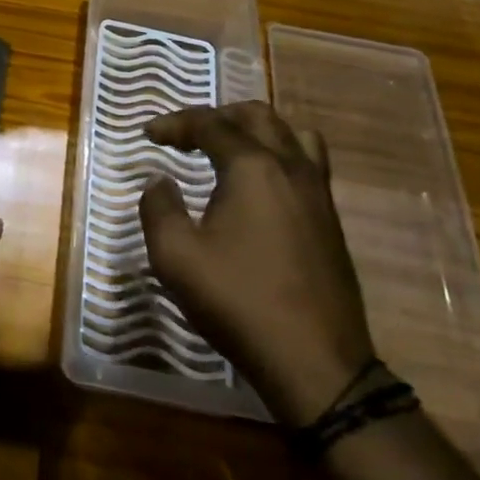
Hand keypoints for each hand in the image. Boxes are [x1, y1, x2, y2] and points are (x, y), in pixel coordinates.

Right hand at [140, 102, 373, 425]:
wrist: (316, 363)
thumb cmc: (239, 302)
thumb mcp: (175, 256)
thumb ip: (158, 208)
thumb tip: (160, 183)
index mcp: (253, 168)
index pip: (210, 124)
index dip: (174, 123)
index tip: (148, 135)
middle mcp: (291, 168)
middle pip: (257, 116)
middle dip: (217, 116)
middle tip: (187, 135)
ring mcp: (318, 194)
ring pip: (293, 135)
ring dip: (255, 131)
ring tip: (230, 149)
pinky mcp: (331, 221)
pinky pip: (307, 164)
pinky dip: (278, 156)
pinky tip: (259, 189)